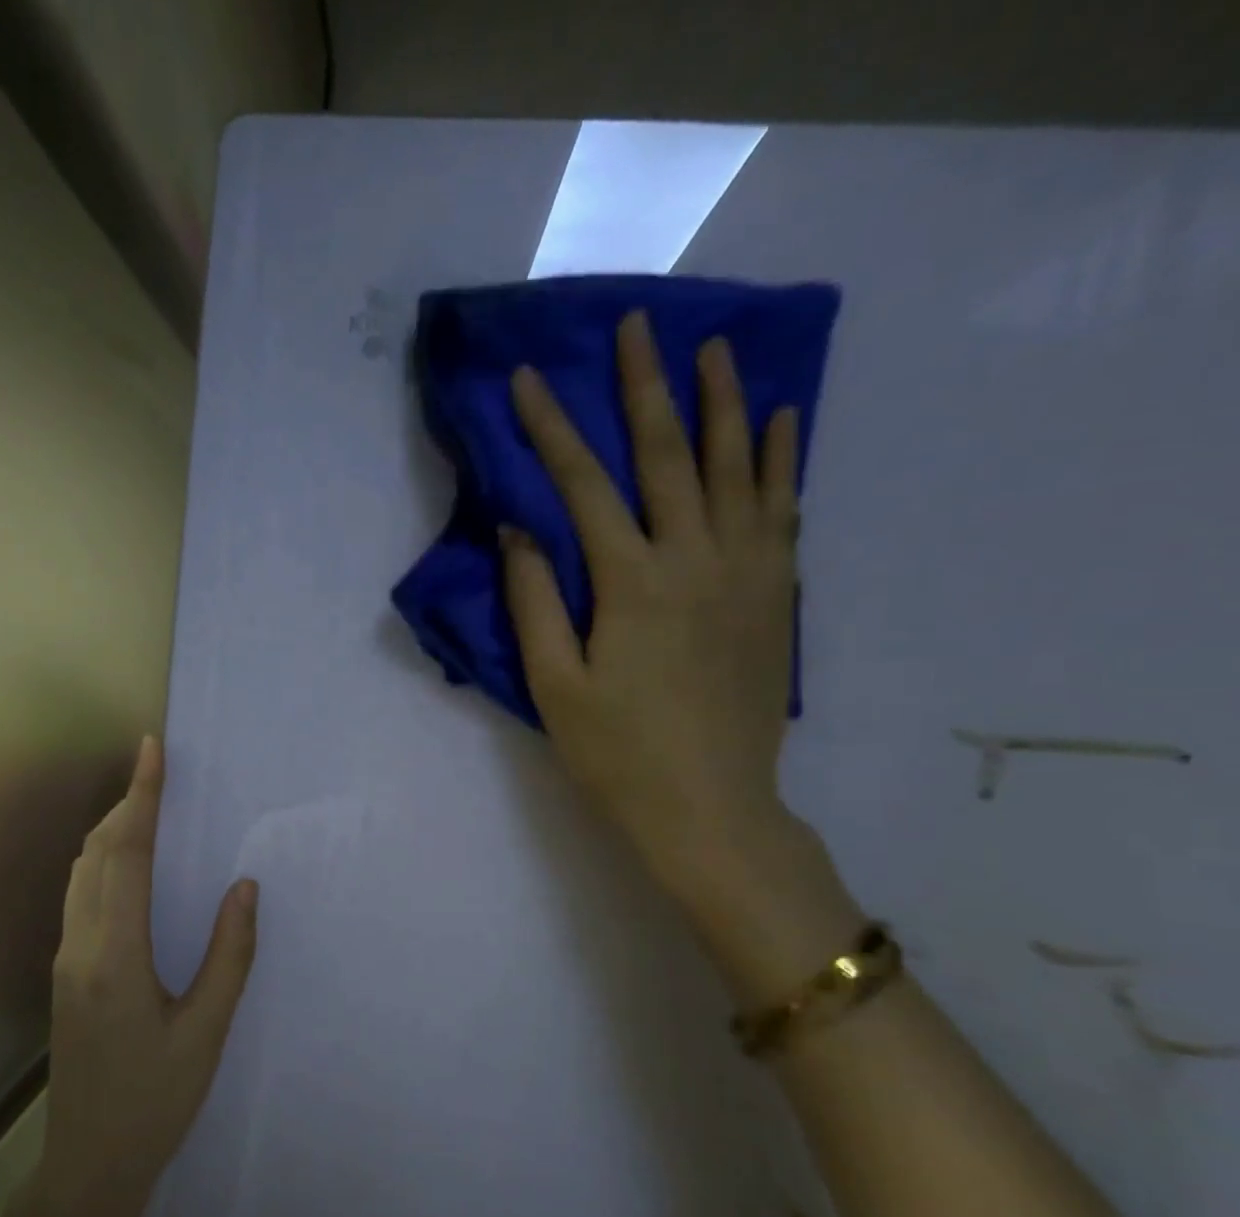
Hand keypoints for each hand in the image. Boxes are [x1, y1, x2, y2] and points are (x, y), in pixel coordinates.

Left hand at [7, 735, 258, 1216]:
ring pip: (82, 871)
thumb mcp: (206, 1031)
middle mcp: (81, 944)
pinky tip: (125, 864)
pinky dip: (102, 860)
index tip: (151, 749)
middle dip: (126, 803)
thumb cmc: (156, 1101)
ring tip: (145, 805)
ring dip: (111, 830)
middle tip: (156, 771)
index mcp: (117, 954)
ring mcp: (66, 958)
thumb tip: (245, 886)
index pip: (128, 854)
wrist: (90, 1163)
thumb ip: (229, 955)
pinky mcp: (65, 972)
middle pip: (97, 852)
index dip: (142, 796)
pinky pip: (79, 894)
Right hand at [501, 311, 803, 895]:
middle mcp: (695, 559)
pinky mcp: (776, 596)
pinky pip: (783, 510)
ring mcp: (747, 573)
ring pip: (737, 469)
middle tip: (639, 324)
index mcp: (631, 583)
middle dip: (647, 387)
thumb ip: (533, 602)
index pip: (583, 486)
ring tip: (714, 348)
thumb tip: (518, 529)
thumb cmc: (617, 752)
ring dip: (723, 404)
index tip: (529, 380)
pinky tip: (781, 423)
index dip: (551, 429)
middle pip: (669, 455)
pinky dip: (781, 460)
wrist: (710, 806)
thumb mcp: (553, 684)